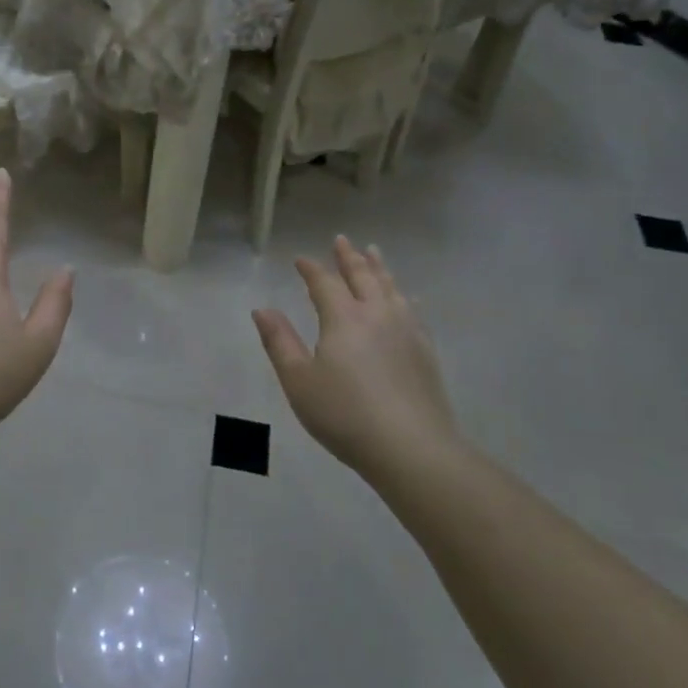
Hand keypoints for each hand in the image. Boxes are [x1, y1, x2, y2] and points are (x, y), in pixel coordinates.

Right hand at [252, 237, 460, 479]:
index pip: (324, 283)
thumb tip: (262, 309)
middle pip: (362, 276)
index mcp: (343, 318)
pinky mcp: (425, 350)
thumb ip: (279, 342)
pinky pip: (412, 309)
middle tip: (341, 239)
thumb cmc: (344, 414)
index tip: (300, 259)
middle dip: (349, 257)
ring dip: (379, 267)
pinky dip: (402, 294)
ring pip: (390, 287)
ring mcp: (406, 330)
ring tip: (373, 252)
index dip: (311, 269)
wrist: (411, 447)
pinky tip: (405, 297)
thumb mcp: (298, 381)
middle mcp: (377, 314)